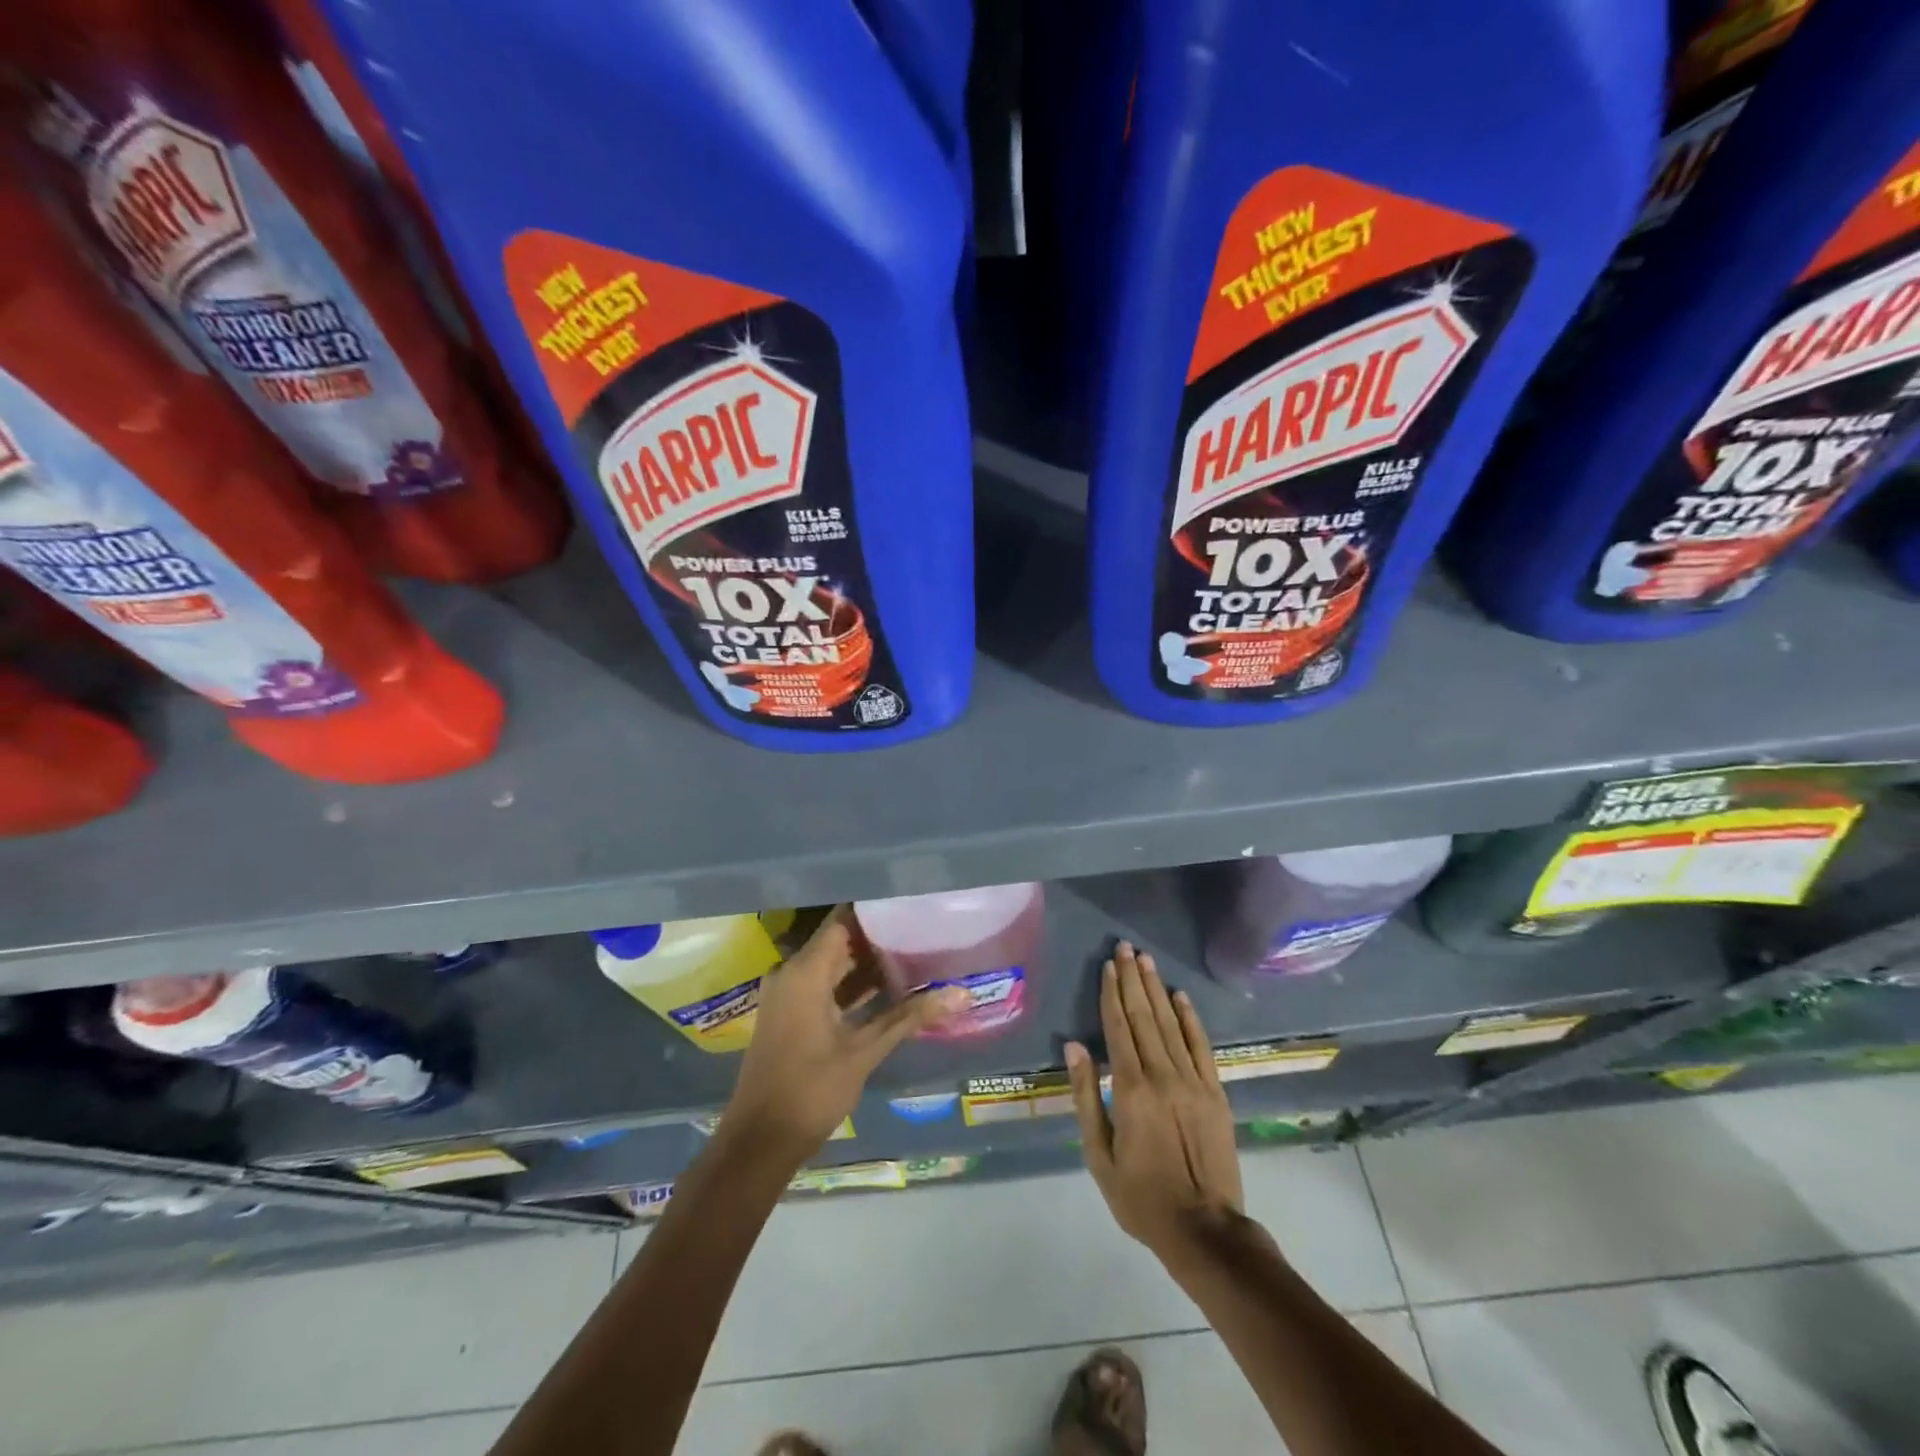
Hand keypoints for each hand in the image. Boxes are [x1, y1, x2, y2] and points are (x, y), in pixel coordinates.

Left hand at [721, 909, 967, 1163]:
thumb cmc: (811, 1090)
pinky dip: (854, 983)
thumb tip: (961, 993)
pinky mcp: (792, 1012)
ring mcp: (790, 993)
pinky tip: (891, 985)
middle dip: (880, 935)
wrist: (760, 1141)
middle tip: (923, 925)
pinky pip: (826, 983)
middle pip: (840, 939)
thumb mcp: (864, 1051)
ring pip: (834, 963)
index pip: (843, 920)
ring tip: (916, 949)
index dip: (876, 908)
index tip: (911, 900)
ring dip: (869, 961)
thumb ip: (910, 1016)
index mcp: (805, 971)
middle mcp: (793, 972)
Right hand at [1066, 942, 1243, 1259]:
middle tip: (1125, 947)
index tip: (1107, 966)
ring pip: (1171, 1024)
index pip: (1118, 1028)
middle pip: (1144, 1016)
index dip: (1111, 994)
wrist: (1205, 1230)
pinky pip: (1201, 1046)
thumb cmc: (1141, 1197)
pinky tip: (1180, 996)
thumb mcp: (1099, 1154)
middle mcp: (1162, 1075)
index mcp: (1130, 1089)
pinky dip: (1190, 1019)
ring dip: (1156, 989)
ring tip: (1145, 960)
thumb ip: (1086, 1096)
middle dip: (1132, 979)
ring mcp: (1193, 1082)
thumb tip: (1074, 1047)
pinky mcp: (1215, 1093)